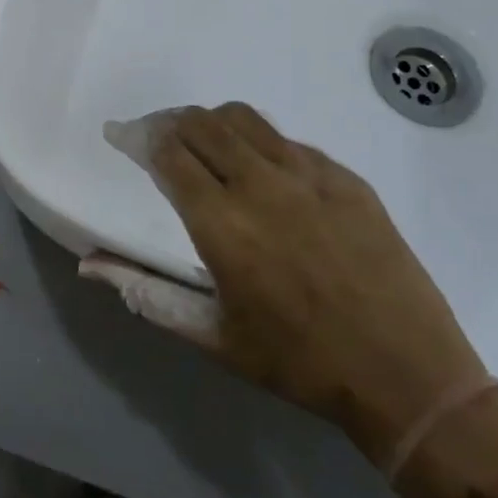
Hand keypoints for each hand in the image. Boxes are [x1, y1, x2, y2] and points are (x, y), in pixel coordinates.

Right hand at [139, 104, 487, 463]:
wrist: (409, 377)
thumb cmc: (299, 363)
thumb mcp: (213, 336)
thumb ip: (146, 293)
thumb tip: (88, 266)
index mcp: (222, 224)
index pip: (168, 153)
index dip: (138, 137)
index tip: (121, 136)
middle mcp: (261, 186)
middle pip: (202, 123)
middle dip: (170, 122)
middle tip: (159, 137)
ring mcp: (310, 177)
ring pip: (245, 120)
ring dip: (212, 122)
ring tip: (205, 142)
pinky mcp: (347, 179)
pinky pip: (290, 142)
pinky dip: (260, 143)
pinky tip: (265, 171)